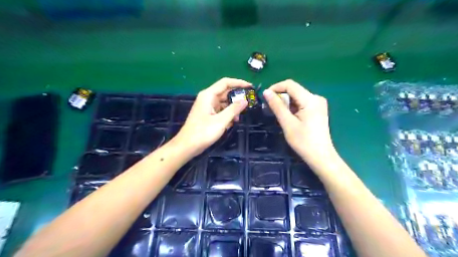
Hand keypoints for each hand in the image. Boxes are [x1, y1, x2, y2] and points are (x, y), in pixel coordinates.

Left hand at [173, 76, 250, 156]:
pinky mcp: (207, 114)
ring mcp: (207, 106)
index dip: (238, 83)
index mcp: (208, 95)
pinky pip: (220, 110)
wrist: (187, 146)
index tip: (250, 87)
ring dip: (232, 109)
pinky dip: (226, 115)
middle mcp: (207, 98)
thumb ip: (234, 109)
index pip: (225, 83)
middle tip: (248, 104)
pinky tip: (230, 123)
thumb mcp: (221, 121)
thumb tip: (245, 101)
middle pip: (225, 93)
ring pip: (223, 103)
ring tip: (238, 118)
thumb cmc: (203, 132)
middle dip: (236, 98)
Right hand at [263, 79, 334, 166]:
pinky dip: (292, 107)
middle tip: (271, 109)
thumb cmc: (303, 141)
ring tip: (280, 115)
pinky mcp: (317, 110)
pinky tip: (289, 118)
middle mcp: (316, 98)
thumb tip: (266, 92)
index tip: (266, 97)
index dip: (276, 87)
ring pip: (297, 97)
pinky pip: (301, 103)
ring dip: (286, 103)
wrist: (320, 156)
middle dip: (280, 97)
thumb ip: (277, 106)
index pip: (290, 84)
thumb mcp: (287, 123)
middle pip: (294, 90)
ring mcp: (318, 104)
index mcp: (310, 99)